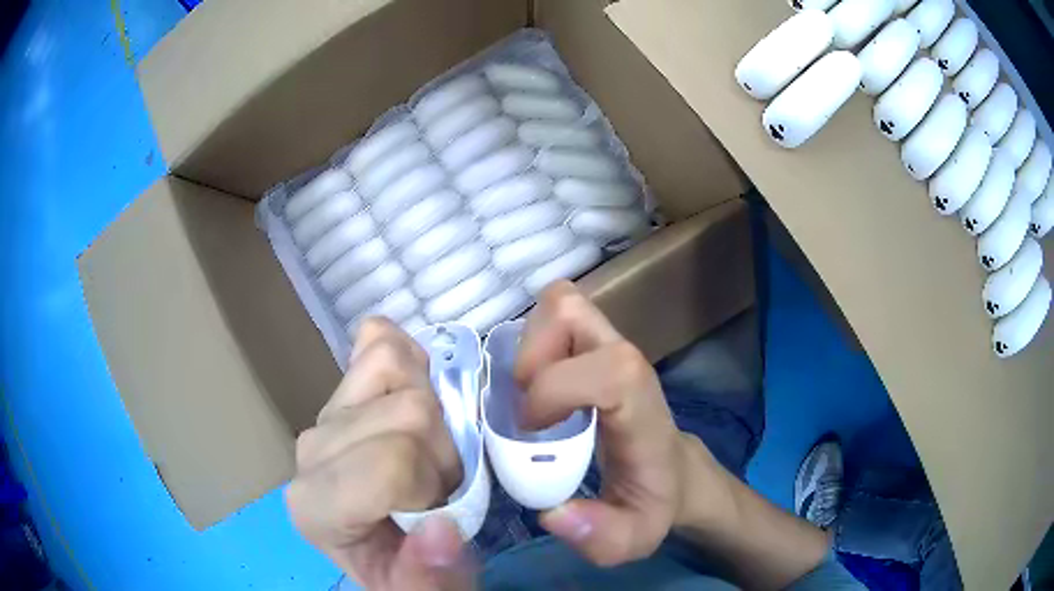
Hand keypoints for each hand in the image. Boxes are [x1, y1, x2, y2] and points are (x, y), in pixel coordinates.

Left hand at [285, 318, 474, 590]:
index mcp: (317, 507)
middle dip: (443, 453)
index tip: (437, 510)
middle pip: (407, 411)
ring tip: (427, 451)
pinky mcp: (342, 386)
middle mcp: (310, 451)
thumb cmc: (405, 569)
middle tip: (439, 487)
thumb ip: (427, 575)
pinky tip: (413, 400)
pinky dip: (409, 360)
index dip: (433, 483)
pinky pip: (378, 339)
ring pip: (394, 364)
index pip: (387, 462)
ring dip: (433, 411)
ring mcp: (325, 411)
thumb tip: (440, 529)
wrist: (384, 544)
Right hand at [515, 281, 692, 565]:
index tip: (531, 428)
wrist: (670, 470)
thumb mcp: (633, 537)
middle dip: (530, 357)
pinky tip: (536, 384)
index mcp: (642, 409)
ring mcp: (610, 344)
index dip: (557, 388)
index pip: (610, 369)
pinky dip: (533, 340)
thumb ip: (601, 538)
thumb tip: (553, 514)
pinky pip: (554, 315)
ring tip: (528, 393)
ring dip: (528, 346)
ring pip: (560, 304)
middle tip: (525, 407)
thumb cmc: (651, 499)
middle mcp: (627, 363)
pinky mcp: (594, 341)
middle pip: (571, 313)